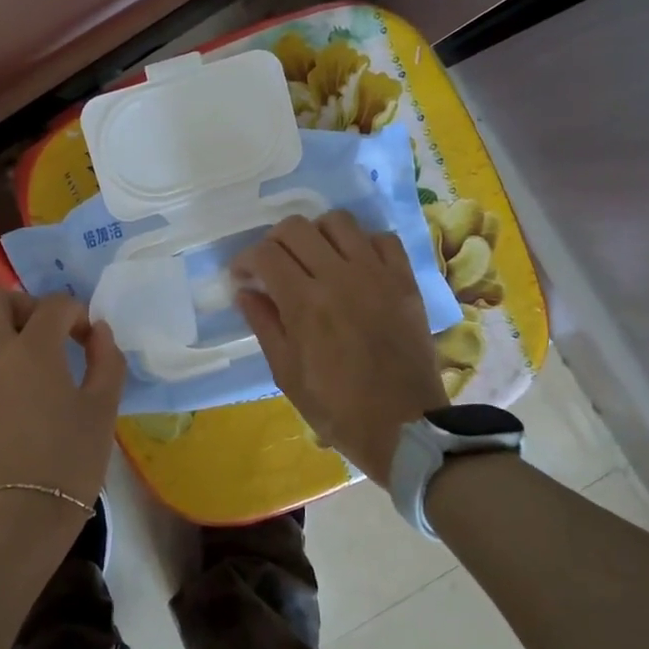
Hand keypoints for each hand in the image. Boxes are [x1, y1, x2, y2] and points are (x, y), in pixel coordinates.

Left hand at [0, 290, 126, 545]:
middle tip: (44, 331)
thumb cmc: (70, 462)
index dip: (77, 314)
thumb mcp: (104, 408)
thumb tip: (99, 332)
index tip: (88, 339)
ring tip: (15, 351)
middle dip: (23, 304)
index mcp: (34, 349)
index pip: (54, 305)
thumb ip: (107, 360)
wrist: (20, 518)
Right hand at [234, 211, 446, 485]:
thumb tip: (245, 291)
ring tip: (314, 258)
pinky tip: (354, 265)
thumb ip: (264, 325)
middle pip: (296, 227)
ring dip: (317, 234)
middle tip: (273, 265)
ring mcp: (377, 274)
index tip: (243, 276)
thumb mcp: (286, 373)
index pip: (265, 254)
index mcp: (305, 303)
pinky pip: (382, 238)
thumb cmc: (336, 408)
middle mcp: (339, 277)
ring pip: (339, 222)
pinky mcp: (405, 280)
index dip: (245, 260)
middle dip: (274, 241)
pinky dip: (362, 244)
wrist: (404, 426)